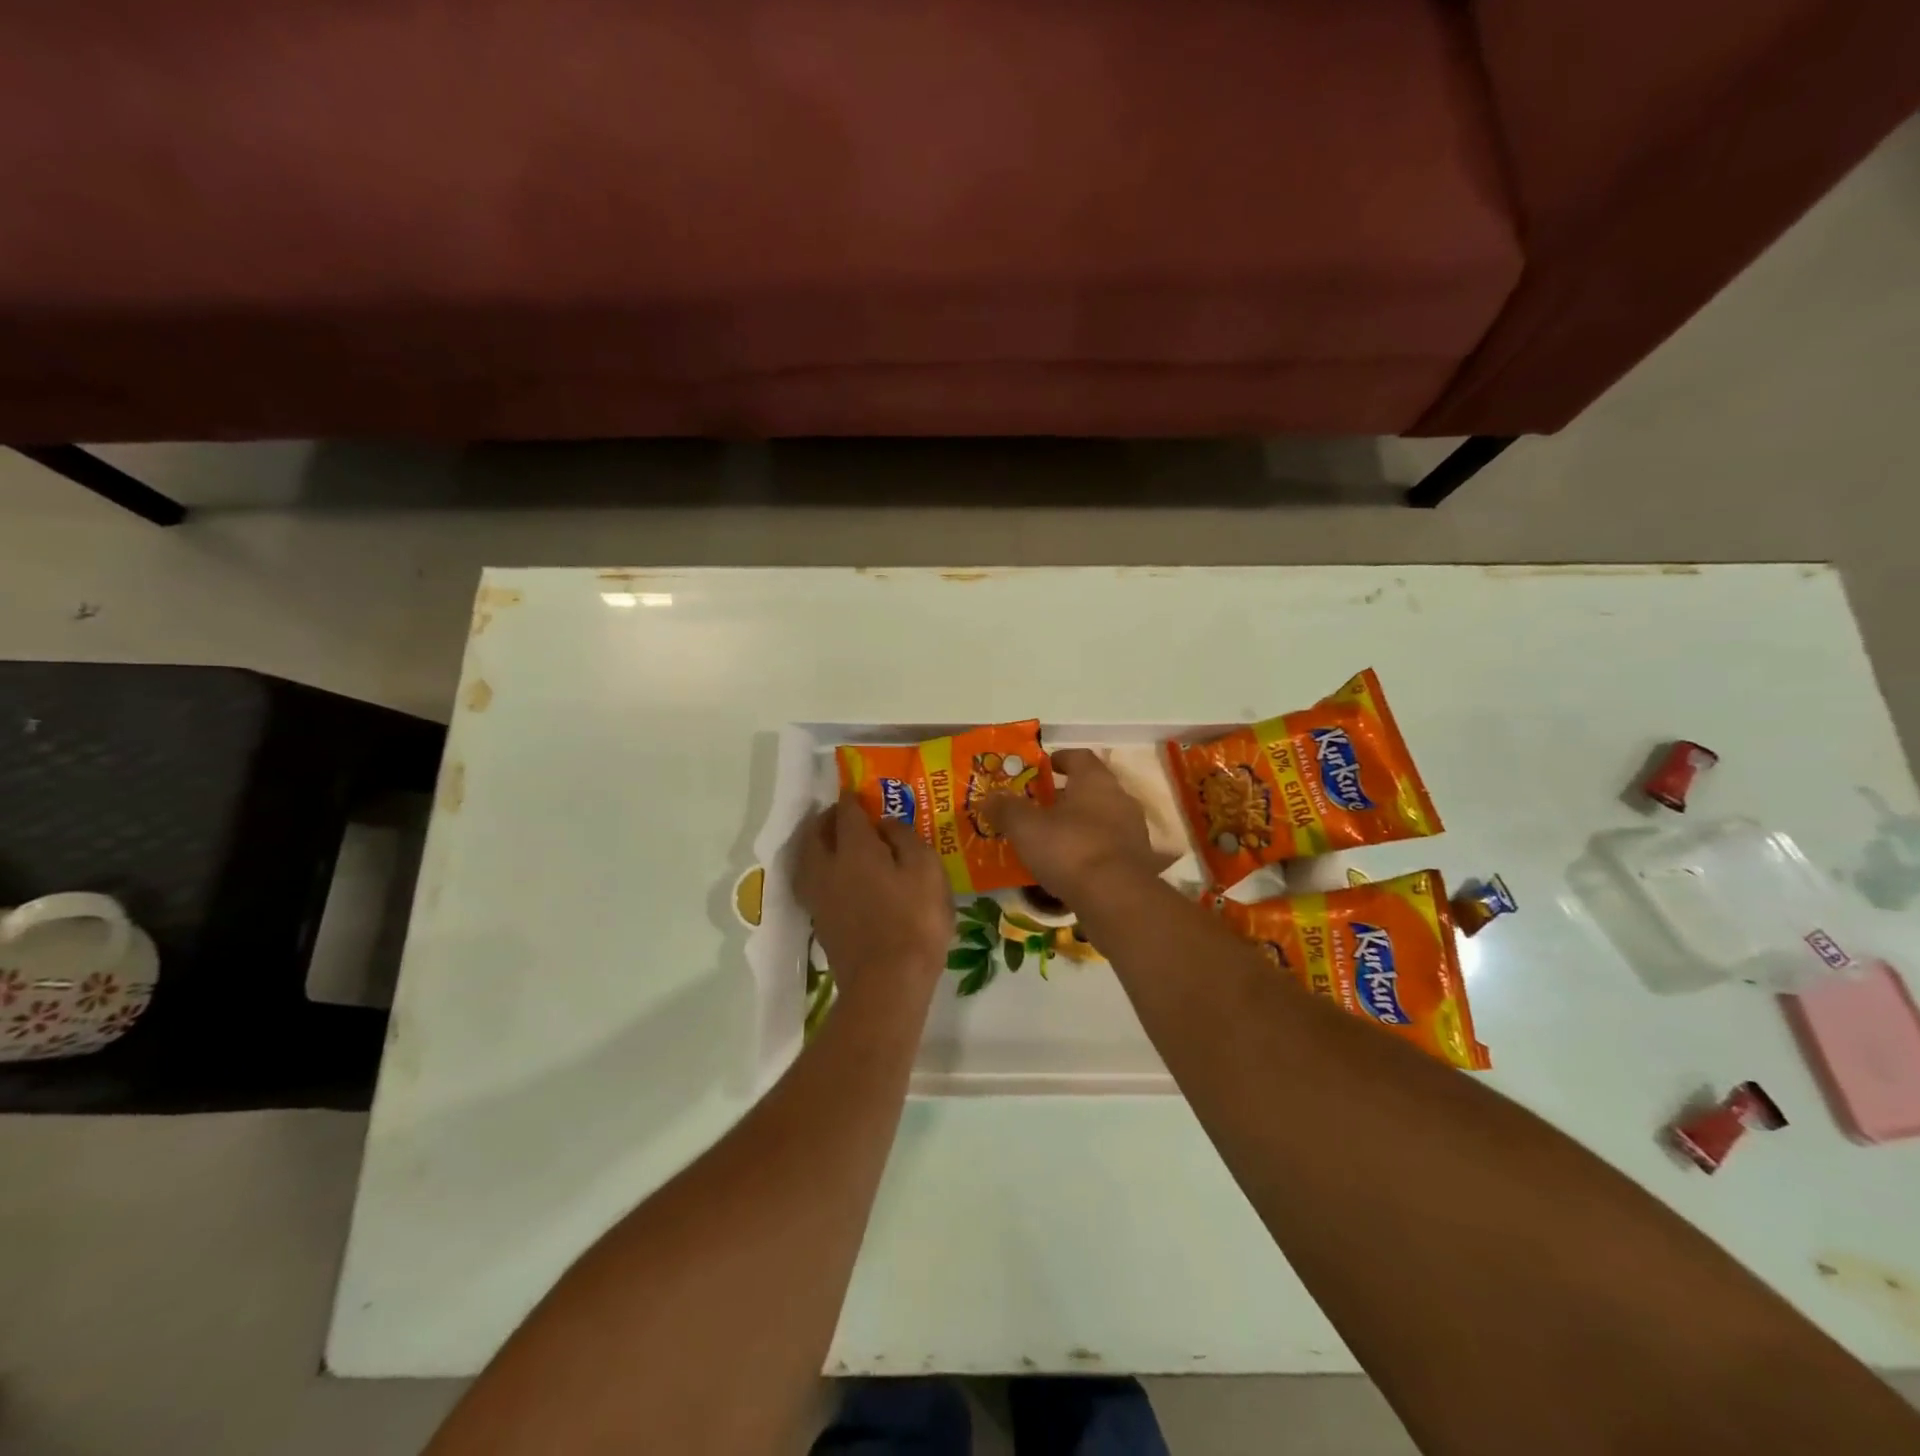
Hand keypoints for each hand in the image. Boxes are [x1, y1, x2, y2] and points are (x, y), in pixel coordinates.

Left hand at [794, 793, 952, 1010]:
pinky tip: (834, 876)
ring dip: (815, 843)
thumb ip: (905, 839)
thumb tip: (886, 823)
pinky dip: (817, 869)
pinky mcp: (819, 921)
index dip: (852, 799)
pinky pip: (810, 882)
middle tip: (842, 815)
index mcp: (854, 849)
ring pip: (806, 858)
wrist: (887, 983)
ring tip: (831, 842)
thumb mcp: (926, 871)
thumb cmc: (914, 921)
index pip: (847, 813)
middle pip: (815, 833)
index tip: (858, 792)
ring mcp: (818, 897)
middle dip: (826, 819)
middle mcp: (827, 867)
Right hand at [983, 748, 1166, 902]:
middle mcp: (1120, 799)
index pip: (1080, 757)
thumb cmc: (1069, 849)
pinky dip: (1090, 851)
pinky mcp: (1137, 862)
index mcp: (1096, 781)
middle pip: (1092, 789)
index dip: (1060, 759)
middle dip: (1066, 796)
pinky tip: (1071, 867)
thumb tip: (989, 797)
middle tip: (1040, 807)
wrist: (1116, 899)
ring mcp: (1133, 832)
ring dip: (1079, 825)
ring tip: (1052, 839)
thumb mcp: (1025, 827)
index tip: (1042, 768)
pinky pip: (1108, 848)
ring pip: (1102, 819)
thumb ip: (1006, 808)